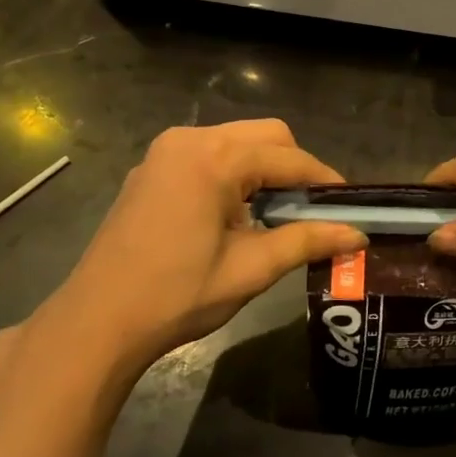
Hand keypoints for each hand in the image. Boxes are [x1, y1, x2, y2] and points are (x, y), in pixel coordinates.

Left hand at [19, 121, 364, 390]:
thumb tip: (358, 235)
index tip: (350, 204)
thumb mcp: (251, 269)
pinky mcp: (152, 168)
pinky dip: (234, 171)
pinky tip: (236, 211)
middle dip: (295, 167)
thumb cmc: (177, 296)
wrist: (97, 322)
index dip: (324, 180)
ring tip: (277, 213)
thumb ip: (307, 241)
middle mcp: (190, 140)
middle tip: (312, 209)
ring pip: (237, 140)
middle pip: (265, 135)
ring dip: (265, 168)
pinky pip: (209, 153)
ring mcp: (165, 151)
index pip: (289, 158)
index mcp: (215, 159)